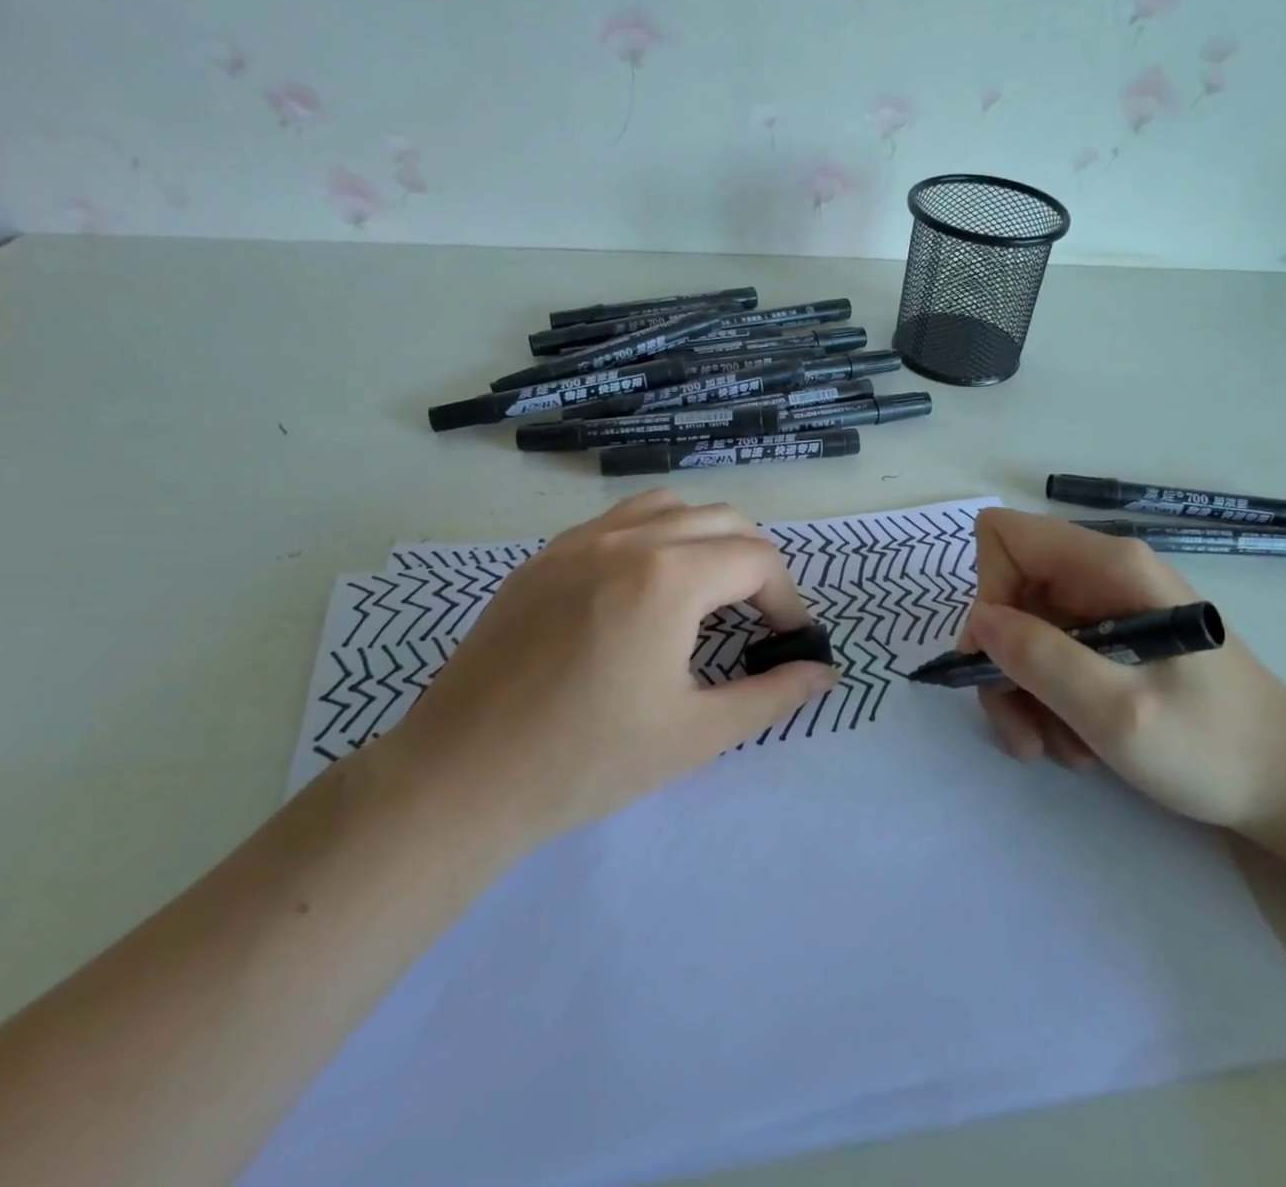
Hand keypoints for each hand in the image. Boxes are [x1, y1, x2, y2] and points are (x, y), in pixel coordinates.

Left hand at [385, 490, 837, 854]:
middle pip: (722, 520)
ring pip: (668, 507)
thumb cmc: (587, 761)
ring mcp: (578, 541)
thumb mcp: (696, 734)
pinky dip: (652, 539)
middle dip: (755, 564)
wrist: (460, 778)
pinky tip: (641, 594)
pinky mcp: (542, 558)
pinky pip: (616, 523)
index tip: (789, 642)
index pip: (758, 560)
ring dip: (704, 539)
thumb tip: (824, 673)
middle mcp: (628, 539)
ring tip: (705, 594)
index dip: (788, 599)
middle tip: (757, 619)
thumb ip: (772, 696)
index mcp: (670, 576)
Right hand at [960, 508, 1285, 836]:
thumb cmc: (1214, 746)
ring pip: (1022, 632)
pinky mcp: (1109, 640)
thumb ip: (1042, 659)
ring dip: (1024, 693)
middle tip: (1022, 728)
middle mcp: (1101, 574)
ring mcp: (1105, 607)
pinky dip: (1047, 701)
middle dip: (1003, 662)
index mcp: (1109, 565)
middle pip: (1009, 593)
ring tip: (1057, 749)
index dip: (988, 590)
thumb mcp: (1118, 712)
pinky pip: (1049, 656)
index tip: (999, 656)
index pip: (1006, 537)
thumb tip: (980, 621)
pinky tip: (1077, 743)